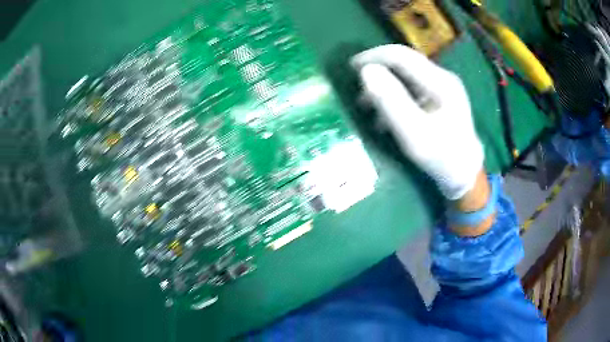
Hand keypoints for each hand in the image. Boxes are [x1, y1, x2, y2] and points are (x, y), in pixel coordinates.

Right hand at [351, 45, 483, 200]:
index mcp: (440, 81)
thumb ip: (390, 100)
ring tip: (367, 107)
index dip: (374, 57)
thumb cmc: (441, 156)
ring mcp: (442, 88)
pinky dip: (394, 98)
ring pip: (405, 77)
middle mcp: (442, 78)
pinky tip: (386, 116)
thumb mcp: (413, 132)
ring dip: (384, 87)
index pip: (401, 55)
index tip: (351, 68)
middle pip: (404, 64)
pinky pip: (411, 90)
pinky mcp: (439, 99)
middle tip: (358, 90)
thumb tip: (366, 71)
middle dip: (378, 73)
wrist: (464, 175)